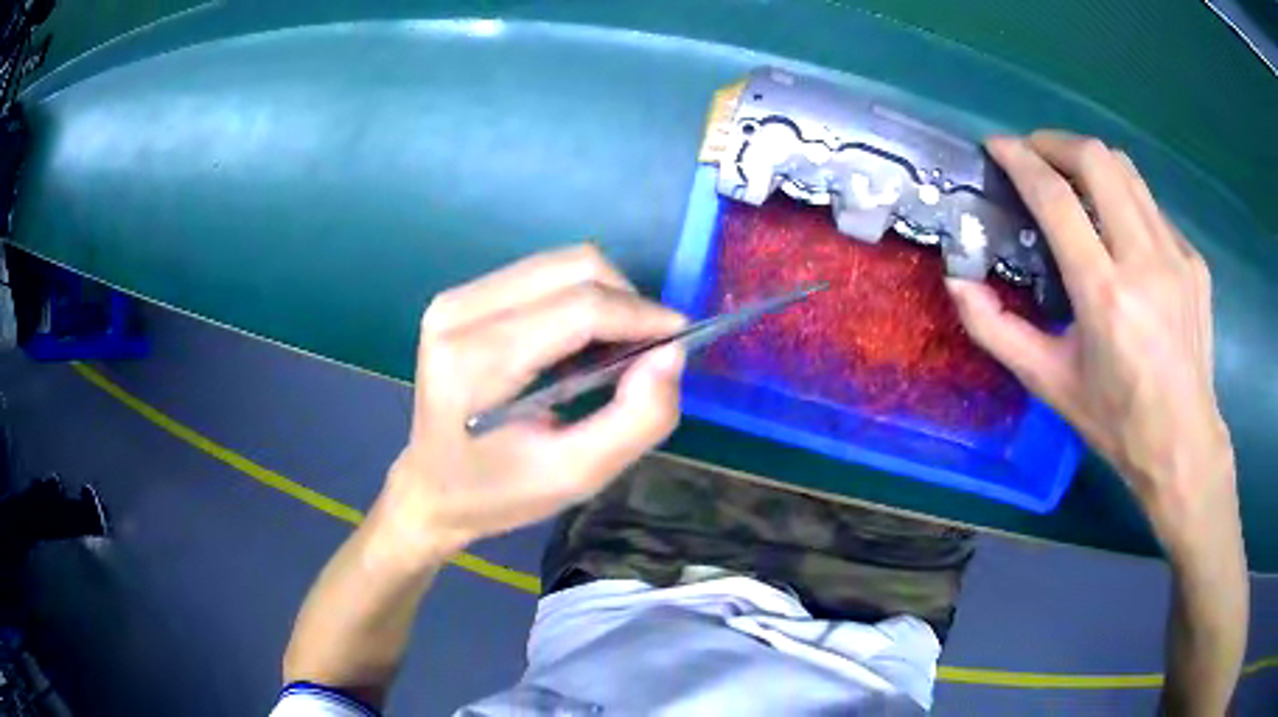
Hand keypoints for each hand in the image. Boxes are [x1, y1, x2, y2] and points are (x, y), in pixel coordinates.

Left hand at [369, 245, 686, 564]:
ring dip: (604, 298)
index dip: (641, 316)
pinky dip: (576, 298)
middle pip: (573, 267)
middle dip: (626, 302)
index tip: (680, 340)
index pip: (579, 308)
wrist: (432, 489)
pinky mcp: (459, 298)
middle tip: (644, 353)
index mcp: (477, 362)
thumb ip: (636, 419)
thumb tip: (671, 354)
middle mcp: (458, 313)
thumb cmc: (500, 491)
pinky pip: (540, 274)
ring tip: (611, 351)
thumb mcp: (576, 475)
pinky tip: (576, 343)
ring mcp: (454, 299)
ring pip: (560, 263)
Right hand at [947, 131, 1235, 550]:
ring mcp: (1176, 256)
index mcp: (1105, 295)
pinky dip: (1125, 202)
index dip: (1021, 160)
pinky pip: (1151, 208)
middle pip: (1097, 160)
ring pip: (1128, 171)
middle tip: (1035, 155)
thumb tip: (958, 282)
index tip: (997, 146)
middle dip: (1056, 143)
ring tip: (1073, 179)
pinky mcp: (1194, 261)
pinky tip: (1120, 234)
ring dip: (1091, 162)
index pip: (1056, 199)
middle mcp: (1144, 262)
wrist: (1184, 445)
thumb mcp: (1050, 384)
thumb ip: (997, 331)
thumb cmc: (1116, 422)